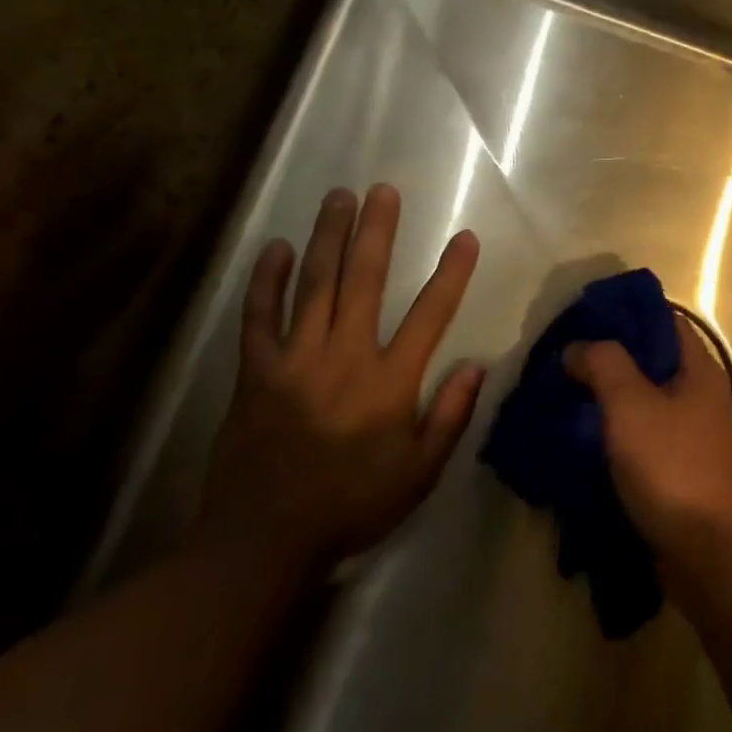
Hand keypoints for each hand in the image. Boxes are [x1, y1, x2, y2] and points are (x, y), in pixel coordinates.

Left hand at [199, 184, 482, 568]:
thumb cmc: (352, 505)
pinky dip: (267, 281)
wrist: (263, 542)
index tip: (465, 237)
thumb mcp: (419, 473)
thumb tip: (476, 366)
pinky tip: (277, 248)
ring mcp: (295, 360)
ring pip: (314, 286)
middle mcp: (344, 357)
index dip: (451, 273)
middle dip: (376, 231)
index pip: (431, 314)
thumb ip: (450, 416)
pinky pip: (259, 317)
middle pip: (364, 281)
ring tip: (338, 198)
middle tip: (382, 190)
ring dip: (328, 238)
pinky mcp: (255, 372)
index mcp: (389, 382)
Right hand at [564, 313, 731, 583]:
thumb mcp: (630, 405)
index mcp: (702, 372)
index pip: (666, 322)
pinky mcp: (687, 475)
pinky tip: (589, 445)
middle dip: (613, 363)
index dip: (628, 316)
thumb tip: (578, 347)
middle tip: (569, 364)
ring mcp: (699, 440)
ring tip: (570, 401)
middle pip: (655, 365)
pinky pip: (649, 443)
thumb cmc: (672, 467)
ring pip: (650, 406)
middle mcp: (706, 399)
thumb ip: (603, 364)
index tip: (587, 321)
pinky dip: (622, 438)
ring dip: (614, 403)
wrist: (708, 555)